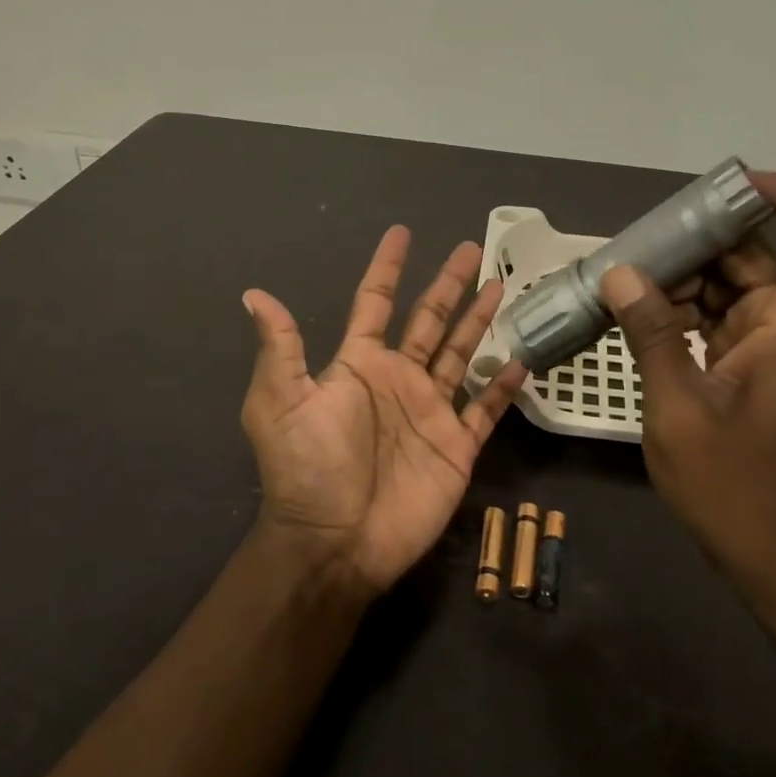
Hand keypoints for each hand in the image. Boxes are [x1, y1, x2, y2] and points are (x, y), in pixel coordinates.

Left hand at [241, 227, 528, 594]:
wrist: (337, 542)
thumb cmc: (308, 469)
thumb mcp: (281, 403)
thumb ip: (280, 348)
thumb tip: (254, 294)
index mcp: (359, 365)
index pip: (375, 303)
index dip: (387, 268)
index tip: (401, 233)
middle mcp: (398, 379)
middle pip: (429, 320)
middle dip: (448, 284)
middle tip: (469, 249)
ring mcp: (431, 411)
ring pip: (463, 354)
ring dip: (479, 321)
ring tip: (499, 285)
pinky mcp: (457, 446)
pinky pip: (485, 409)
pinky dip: (504, 387)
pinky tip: (521, 360)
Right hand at [598, 172, 775, 610]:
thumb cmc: (739, 491)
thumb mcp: (679, 410)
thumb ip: (652, 335)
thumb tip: (622, 274)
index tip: (734, 188)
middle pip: (762, 256)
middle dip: (702, 241)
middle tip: (639, 243)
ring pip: (736, 289)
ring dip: (685, 280)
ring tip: (625, 280)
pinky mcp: (756, 374)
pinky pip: (722, 322)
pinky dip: (685, 314)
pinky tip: (638, 318)